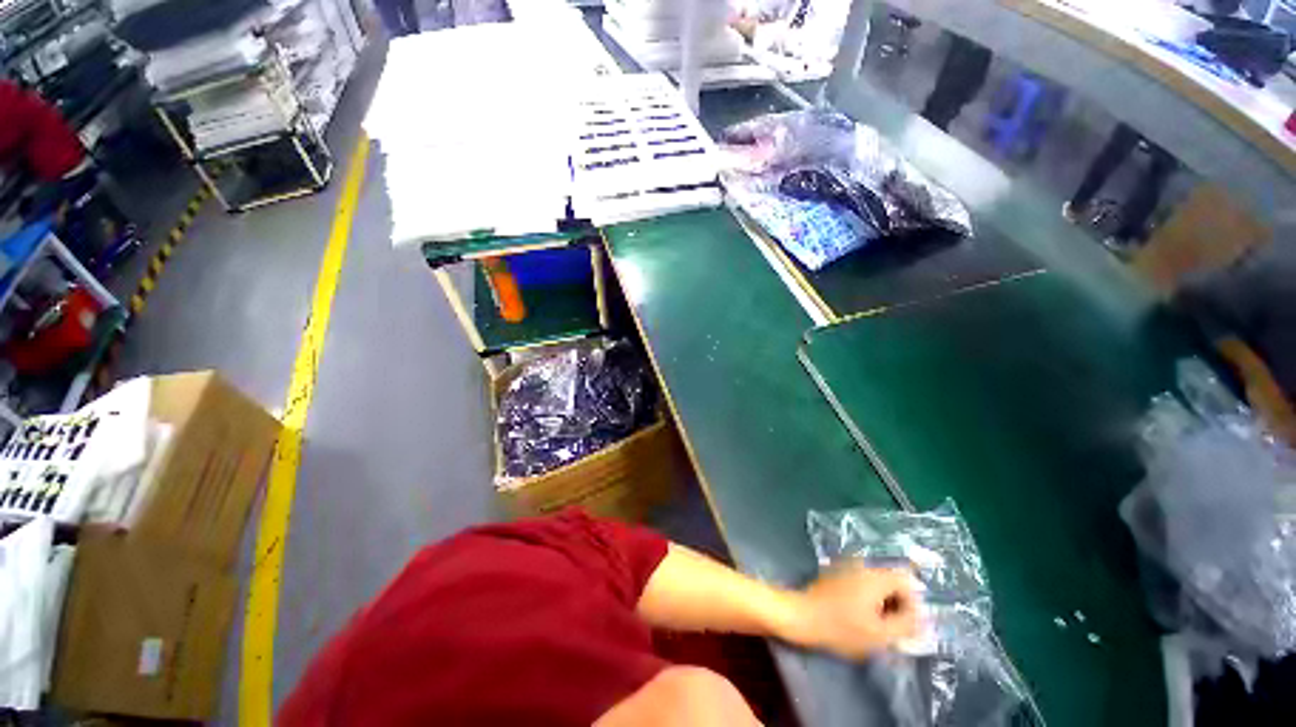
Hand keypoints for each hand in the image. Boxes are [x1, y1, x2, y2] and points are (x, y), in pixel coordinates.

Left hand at [788, 563, 920, 659]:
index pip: (907, 581)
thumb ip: (906, 624)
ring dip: (882, 603)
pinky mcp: (837, 573)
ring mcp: (847, 566)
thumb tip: (920, 617)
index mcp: (875, 575)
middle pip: (892, 580)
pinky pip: (862, 582)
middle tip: (891, 628)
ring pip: (877, 583)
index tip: (904, 626)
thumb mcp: (880, 634)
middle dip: (897, 604)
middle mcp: (862, 564)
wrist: (801, 615)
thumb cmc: (841, 627)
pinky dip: (867, 598)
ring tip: (875, 625)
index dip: (912, 605)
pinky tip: (859, 616)